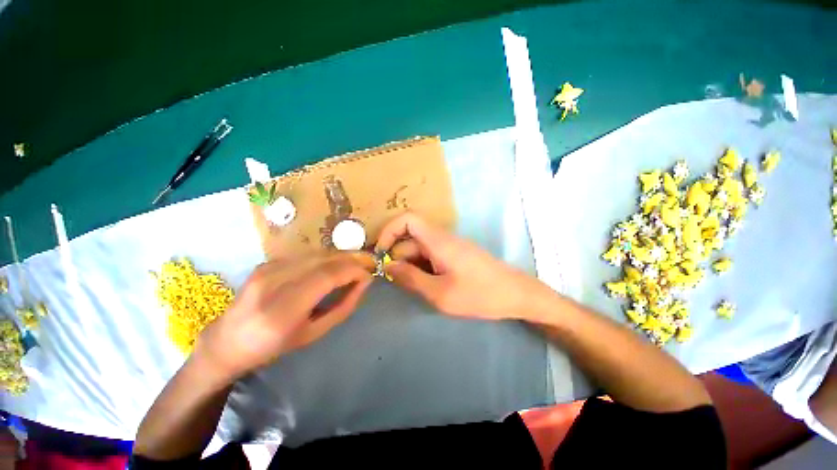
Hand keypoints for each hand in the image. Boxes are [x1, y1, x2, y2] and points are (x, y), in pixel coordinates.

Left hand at [194, 253, 374, 380]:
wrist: (227, 340)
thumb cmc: (274, 345)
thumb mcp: (314, 333)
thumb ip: (344, 306)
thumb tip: (364, 282)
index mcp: (284, 309)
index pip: (328, 276)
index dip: (354, 271)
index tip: (369, 275)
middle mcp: (273, 282)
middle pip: (324, 259)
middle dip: (352, 258)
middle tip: (369, 263)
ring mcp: (268, 268)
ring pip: (317, 253)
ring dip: (341, 256)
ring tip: (356, 263)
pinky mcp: (267, 262)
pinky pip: (306, 255)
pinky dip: (326, 257)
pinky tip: (334, 265)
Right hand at [376, 213, 550, 320]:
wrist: (516, 294)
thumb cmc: (479, 294)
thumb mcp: (440, 293)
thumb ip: (411, 279)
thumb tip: (388, 266)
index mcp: (438, 241)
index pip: (407, 219)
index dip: (389, 231)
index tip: (380, 253)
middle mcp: (442, 238)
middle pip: (410, 239)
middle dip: (398, 258)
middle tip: (396, 283)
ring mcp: (450, 247)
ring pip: (420, 250)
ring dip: (411, 266)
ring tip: (413, 289)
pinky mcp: (455, 256)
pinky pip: (431, 257)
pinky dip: (422, 269)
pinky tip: (427, 286)